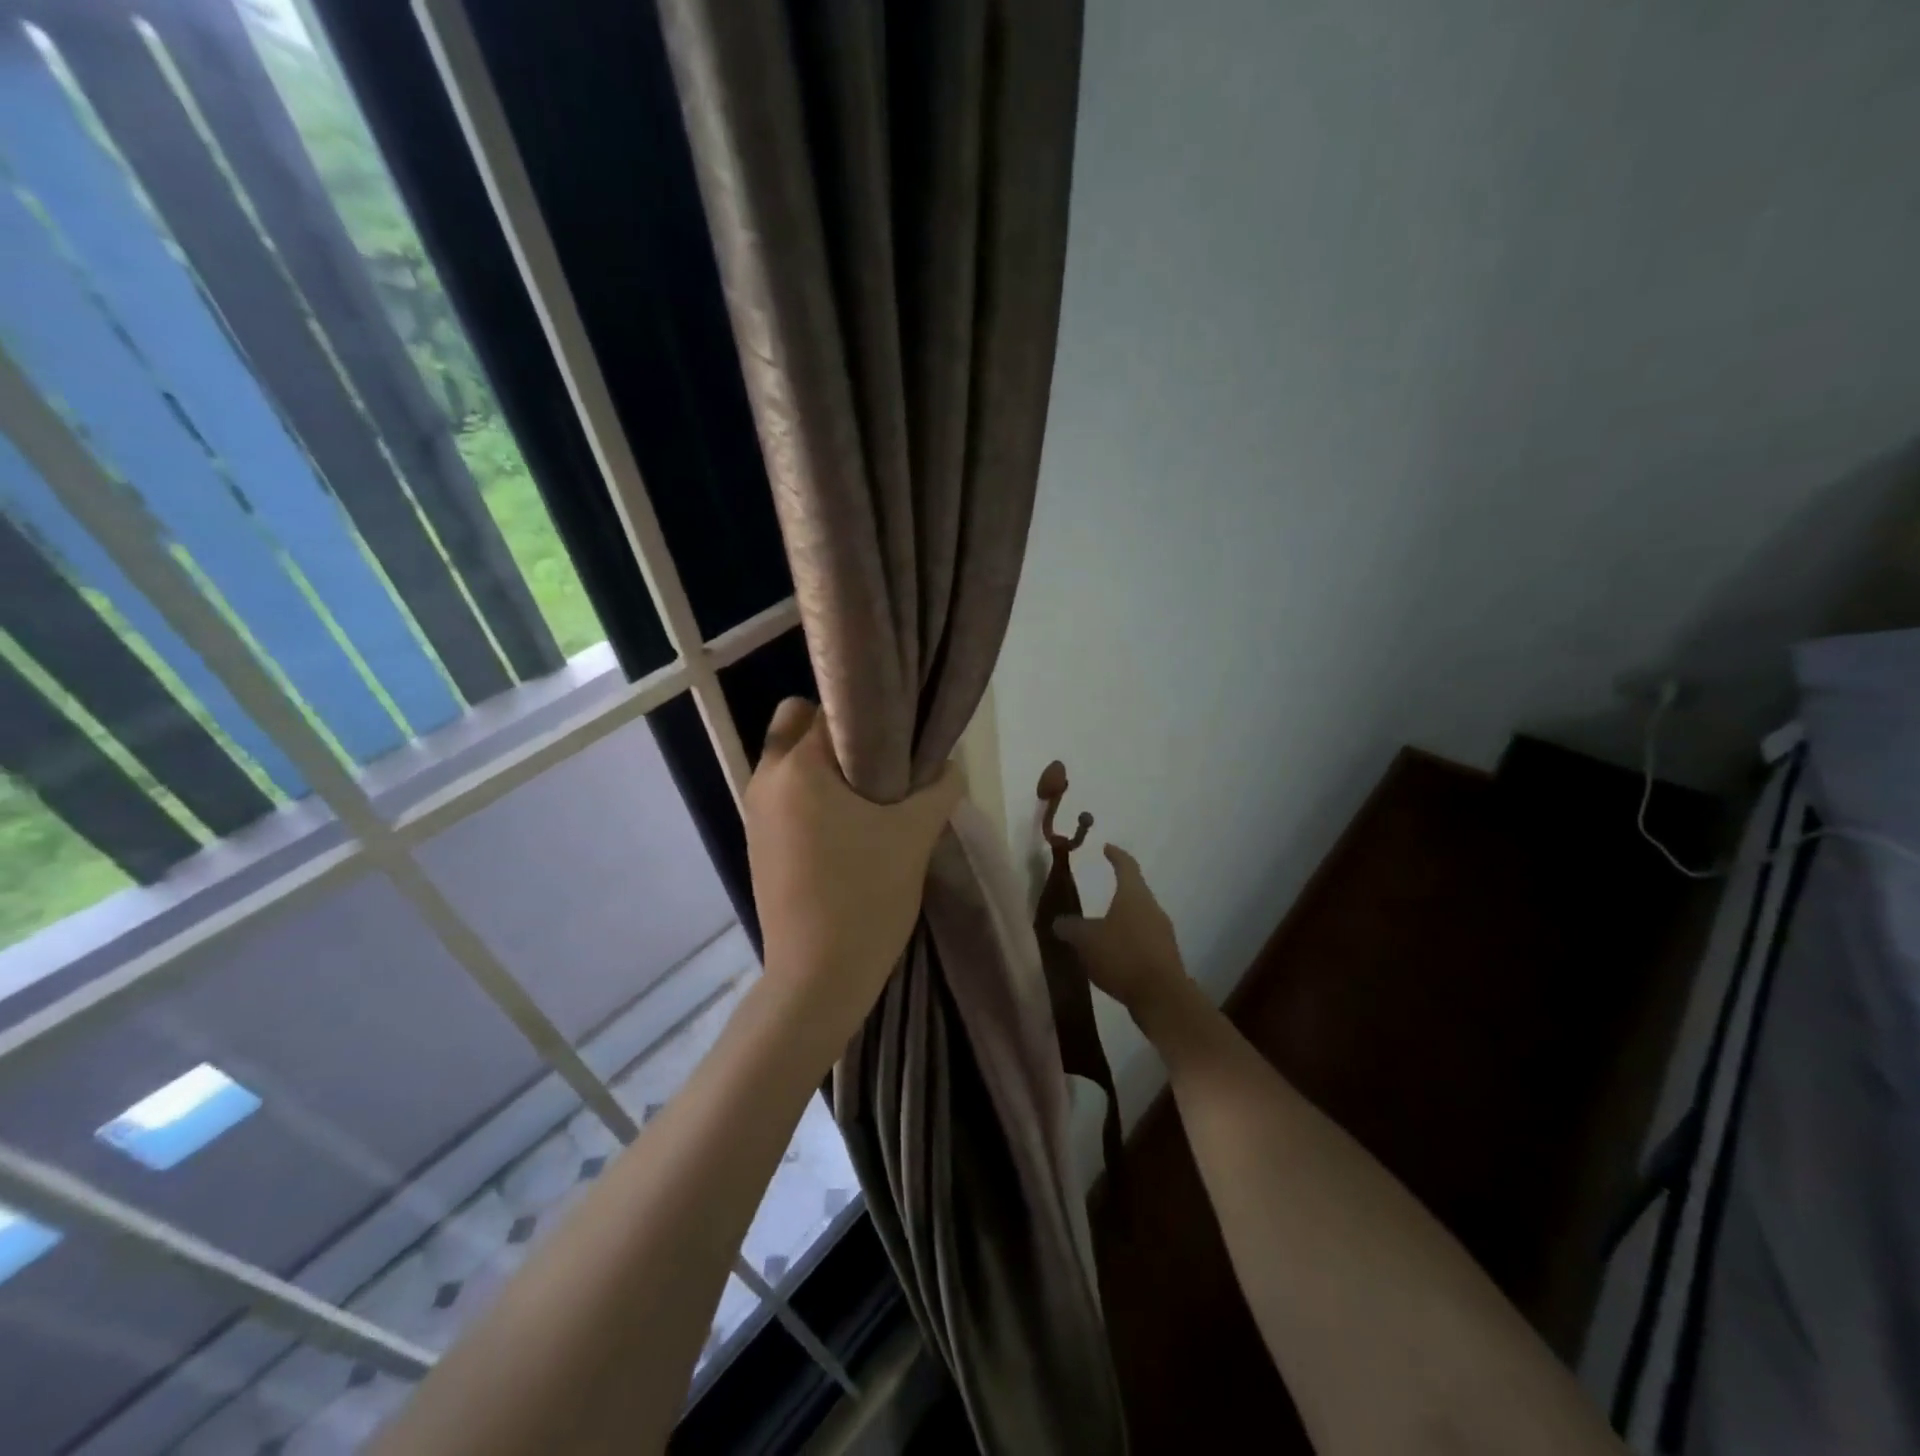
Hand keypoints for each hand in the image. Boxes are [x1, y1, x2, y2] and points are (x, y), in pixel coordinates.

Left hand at [744, 700, 963, 1033]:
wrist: (818, 978)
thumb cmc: (866, 896)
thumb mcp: (915, 836)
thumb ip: (939, 788)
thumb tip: (947, 766)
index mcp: (797, 767)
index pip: (833, 709)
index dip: (872, 715)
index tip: (903, 732)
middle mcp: (766, 779)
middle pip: (798, 724)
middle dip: (840, 732)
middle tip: (883, 759)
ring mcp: (756, 814)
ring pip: (789, 761)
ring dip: (826, 765)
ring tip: (872, 793)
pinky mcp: (759, 843)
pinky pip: (786, 796)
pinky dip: (813, 795)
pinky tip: (850, 825)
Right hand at [1056, 845, 1192, 1030]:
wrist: (1162, 997)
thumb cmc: (1122, 956)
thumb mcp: (1086, 940)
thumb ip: (1070, 928)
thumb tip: (1059, 922)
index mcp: (1134, 895)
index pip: (1126, 866)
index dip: (1116, 855)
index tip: (1107, 848)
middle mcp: (1152, 908)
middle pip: (1135, 892)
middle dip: (1118, 890)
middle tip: (1101, 890)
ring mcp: (1163, 934)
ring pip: (1140, 918)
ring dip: (1122, 919)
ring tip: (1103, 927)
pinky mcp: (1165, 957)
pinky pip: (1143, 940)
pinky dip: (1128, 941)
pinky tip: (1114, 955)